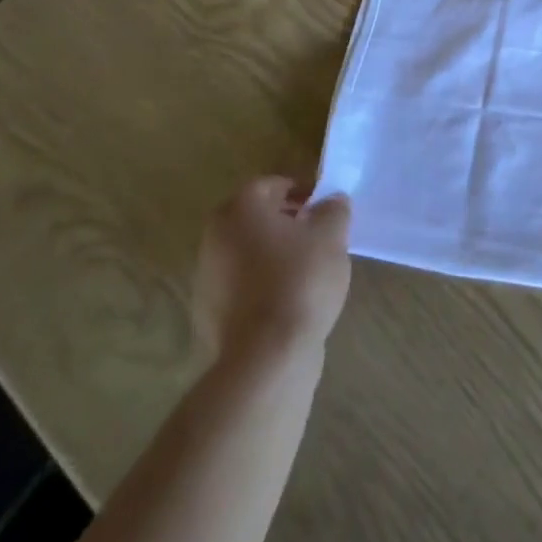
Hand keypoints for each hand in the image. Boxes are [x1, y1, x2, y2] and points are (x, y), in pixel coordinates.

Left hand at [194, 177, 351, 362]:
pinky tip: (291, 299)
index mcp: (239, 210)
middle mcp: (215, 238)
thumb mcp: (331, 235)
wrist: (267, 356)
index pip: (270, 185)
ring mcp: (208, 278)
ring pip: (247, 252)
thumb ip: (333, 209)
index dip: (300, 190)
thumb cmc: (300, 280)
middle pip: (254, 218)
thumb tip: (331, 202)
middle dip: (286, 221)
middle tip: (317, 232)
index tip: (323, 205)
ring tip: (309, 267)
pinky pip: (242, 285)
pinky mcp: (210, 313)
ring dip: (274, 252)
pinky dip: (264, 283)